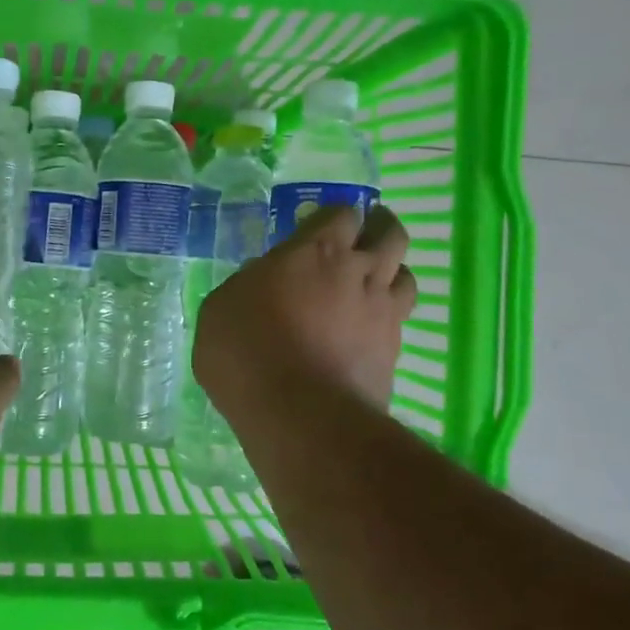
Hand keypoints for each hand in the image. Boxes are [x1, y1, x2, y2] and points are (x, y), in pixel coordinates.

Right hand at [194, 204, 414, 413]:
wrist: (299, 416)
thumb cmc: (246, 350)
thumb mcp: (222, 307)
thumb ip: (249, 284)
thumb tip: (264, 282)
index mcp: (316, 251)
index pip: (342, 213)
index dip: (335, 216)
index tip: (320, 226)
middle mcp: (359, 271)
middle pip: (390, 234)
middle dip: (379, 228)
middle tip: (364, 234)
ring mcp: (383, 312)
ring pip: (406, 276)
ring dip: (391, 272)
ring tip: (372, 282)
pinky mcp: (394, 352)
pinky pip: (399, 321)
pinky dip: (386, 318)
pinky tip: (367, 331)